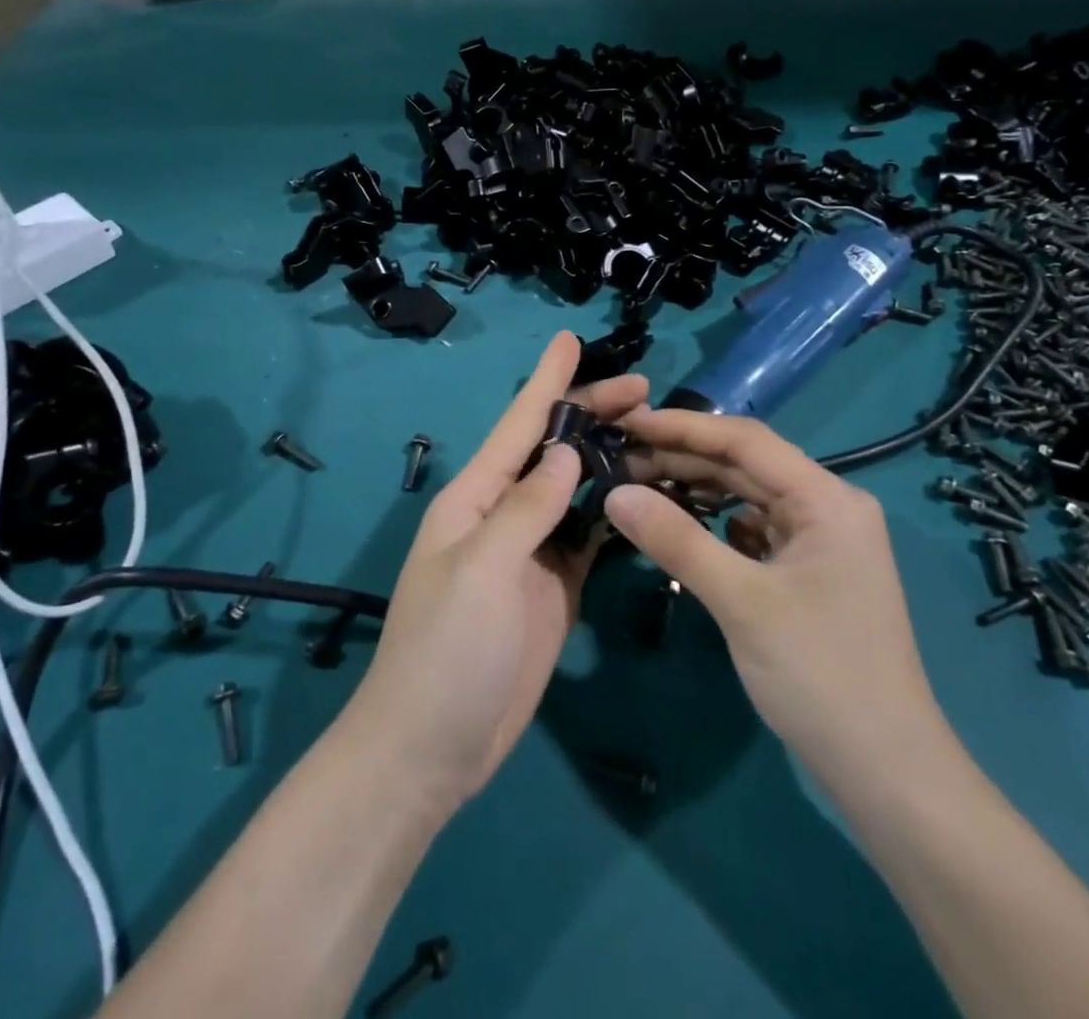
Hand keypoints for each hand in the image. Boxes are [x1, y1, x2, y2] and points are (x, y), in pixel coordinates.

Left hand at [340, 332, 646, 815]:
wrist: (432, 749)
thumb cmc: (445, 651)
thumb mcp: (481, 569)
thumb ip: (525, 507)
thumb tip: (564, 451)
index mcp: (474, 498)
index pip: (518, 425)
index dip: (547, 381)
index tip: (571, 339)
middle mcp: (503, 514)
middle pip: (553, 451)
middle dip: (593, 415)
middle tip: (646, 391)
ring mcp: (531, 552)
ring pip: (575, 490)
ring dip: (609, 459)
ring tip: (657, 434)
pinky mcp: (554, 588)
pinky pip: (588, 536)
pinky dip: (614, 512)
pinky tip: (645, 496)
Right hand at [606, 410, 951, 781]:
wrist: (886, 771)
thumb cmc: (820, 675)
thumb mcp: (741, 601)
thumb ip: (676, 540)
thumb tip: (614, 494)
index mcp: (827, 498)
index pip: (745, 441)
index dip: (682, 427)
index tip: (627, 424)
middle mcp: (828, 507)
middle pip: (745, 465)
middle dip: (683, 459)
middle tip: (619, 460)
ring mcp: (820, 540)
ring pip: (748, 496)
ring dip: (696, 489)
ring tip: (639, 486)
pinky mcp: (809, 571)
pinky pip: (753, 529)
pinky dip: (714, 523)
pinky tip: (680, 525)